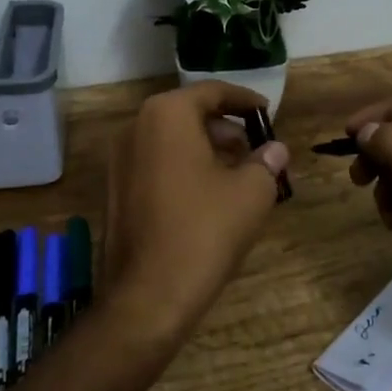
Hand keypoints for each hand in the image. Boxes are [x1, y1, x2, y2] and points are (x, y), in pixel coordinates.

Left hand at [103, 82, 290, 340]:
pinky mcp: (116, 191)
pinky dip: (185, 168)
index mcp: (167, 115)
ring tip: (240, 174)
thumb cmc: (203, 231)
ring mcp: (120, 161)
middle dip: (226, 129)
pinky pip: (157, 164)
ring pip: (172, 140)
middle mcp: (136, 128)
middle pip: (190, 114)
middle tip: (256, 149)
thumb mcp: (251, 192)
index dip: (244, 100)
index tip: (267, 112)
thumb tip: (275, 149)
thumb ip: (266, 162)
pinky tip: (210, 196)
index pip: (212, 92)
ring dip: (207, 149)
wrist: (146, 298)